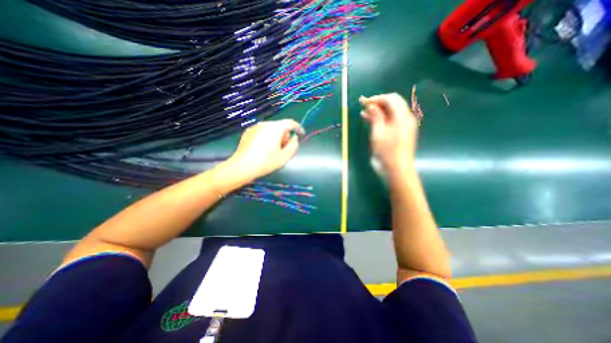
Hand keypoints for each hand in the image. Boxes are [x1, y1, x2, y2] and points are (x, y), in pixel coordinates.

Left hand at [223, 120, 301, 181]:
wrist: (242, 167)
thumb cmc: (266, 162)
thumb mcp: (285, 156)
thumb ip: (293, 145)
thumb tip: (294, 138)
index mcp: (275, 128)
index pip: (290, 123)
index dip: (298, 128)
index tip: (301, 135)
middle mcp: (265, 124)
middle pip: (280, 126)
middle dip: (285, 136)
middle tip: (285, 149)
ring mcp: (255, 127)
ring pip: (271, 130)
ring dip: (276, 137)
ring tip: (273, 151)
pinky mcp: (248, 132)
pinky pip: (262, 132)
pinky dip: (267, 138)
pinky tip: (263, 150)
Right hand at [359, 92, 420, 169]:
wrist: (396, 170)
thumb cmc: (386, 152)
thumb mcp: (378, 133)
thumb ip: (376, 117)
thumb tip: (371, 105)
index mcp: (402, 117)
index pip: (391, 99)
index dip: (377, 98)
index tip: (364, 102)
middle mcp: (405, 118)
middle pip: (392, 104)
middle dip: (377, 103)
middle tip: (363, 106)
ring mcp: (404, 126)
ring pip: (391, 112)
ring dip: (378, 111)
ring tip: (364, 112)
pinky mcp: (400, 133)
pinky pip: (390, 121)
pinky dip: (381, 119)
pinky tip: (369, 119)